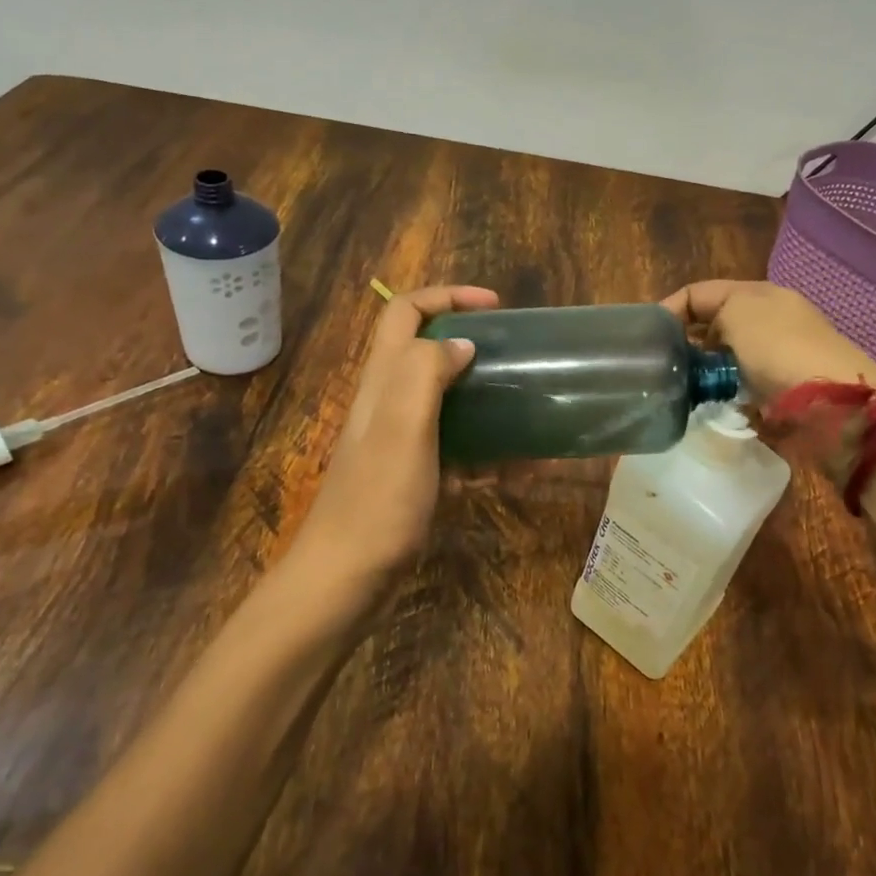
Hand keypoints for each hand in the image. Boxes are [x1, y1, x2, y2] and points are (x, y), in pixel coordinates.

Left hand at [296, 283, 498, 582]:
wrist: (346, 579)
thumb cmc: (377, 501)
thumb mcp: (402, 427)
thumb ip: (425, 373)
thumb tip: (460, 344)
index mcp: (382, 381)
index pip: (405, 312)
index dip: (447, 296)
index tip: (495, 307)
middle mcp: (389, 403)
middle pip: (428, 352)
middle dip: (472, 344)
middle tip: (516, 357)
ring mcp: (401, 441)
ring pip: (448, 401)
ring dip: (487, 401)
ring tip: (529, 411)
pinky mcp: (414, 476)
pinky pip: (458, 449)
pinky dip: (489, 452)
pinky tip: (522, 470)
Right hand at [661, 279, 875, 404]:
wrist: (833, 404)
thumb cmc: (780, 350)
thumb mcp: (738, 312)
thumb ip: (707, 312)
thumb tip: (696, 338)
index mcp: (758, 295)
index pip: (699, 294)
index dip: (669, 309)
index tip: (645, 338)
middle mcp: (768, 321)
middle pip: (712, 326)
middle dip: (685, 343)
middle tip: (660, 365)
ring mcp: (776, 358)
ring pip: (723, 360)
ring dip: (703, 371)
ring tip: (679, 387)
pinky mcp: (780, 392)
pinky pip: (738, 388)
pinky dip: (722, 394)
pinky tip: (709, 403)